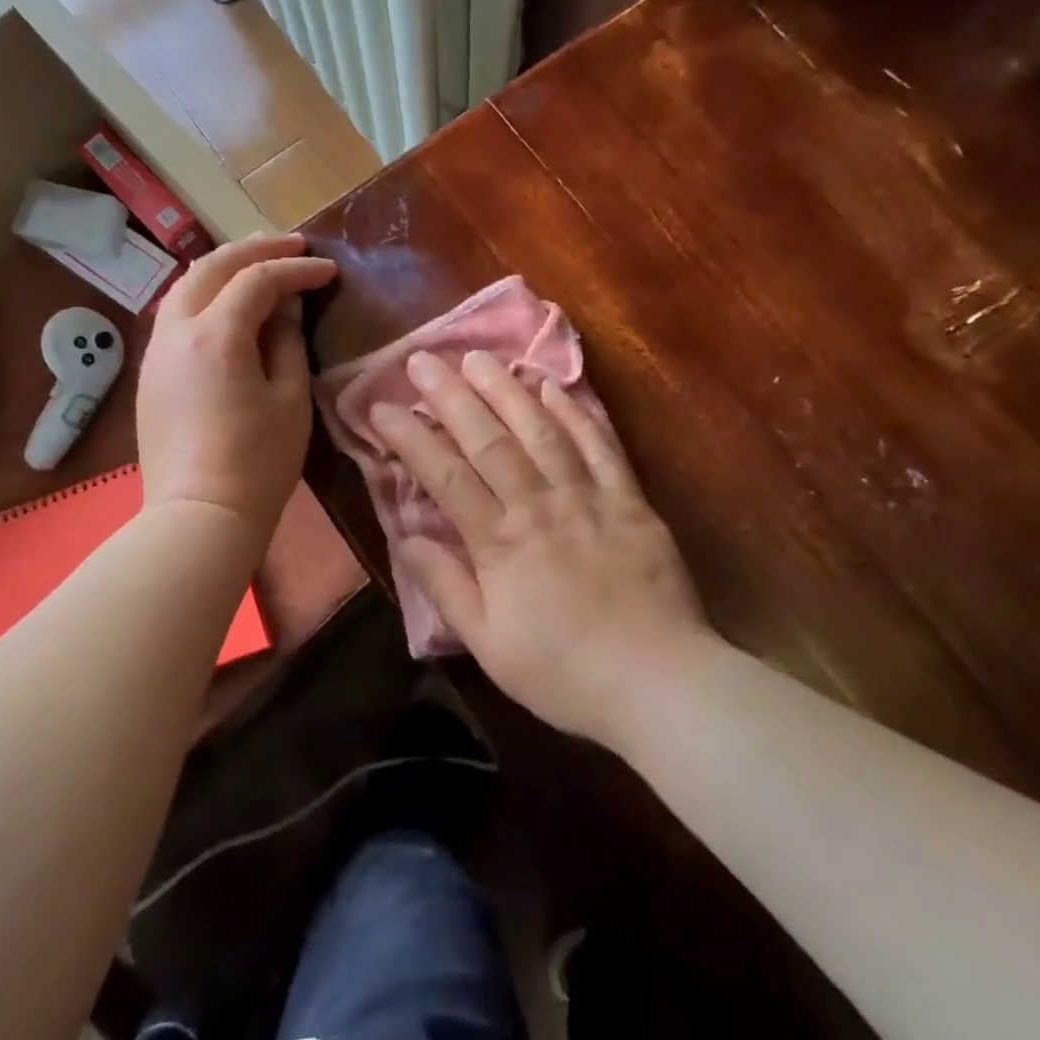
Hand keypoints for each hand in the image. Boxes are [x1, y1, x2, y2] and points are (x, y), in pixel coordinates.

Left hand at [138, 234, 335, 540]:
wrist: (200, 515)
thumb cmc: (258, 462)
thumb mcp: (290, 399)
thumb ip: (287, 342)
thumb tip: (285, 308)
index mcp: (216, 334)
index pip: (259, 280)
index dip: (297, 269)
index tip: (329, 270)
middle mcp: (177, 330)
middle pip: (212, 267)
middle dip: (255, 250)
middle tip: (293, 247)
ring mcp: (157, 351)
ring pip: (186, 286)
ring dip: (224, 268)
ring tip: (259, 265)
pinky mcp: (151, 373)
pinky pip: (176, 314)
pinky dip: (205, 294)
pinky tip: (227, 304)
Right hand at [372, 349, 713, 747]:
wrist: (658, 682)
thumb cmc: (564, 673)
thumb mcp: (488, 644)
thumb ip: (446, 586)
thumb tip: (406, 535)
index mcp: (500, 543)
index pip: (445, 476)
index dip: (410, 438)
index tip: (381, 407)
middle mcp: (539, 506)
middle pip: (488, 440)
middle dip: (451, 396)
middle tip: (423, 359)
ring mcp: (588, 497)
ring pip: (541, 431)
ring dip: (507, 390)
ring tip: (480, 357)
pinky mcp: (630, 500)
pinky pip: (600, 446)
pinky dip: (576, 413)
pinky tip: (554, 386)